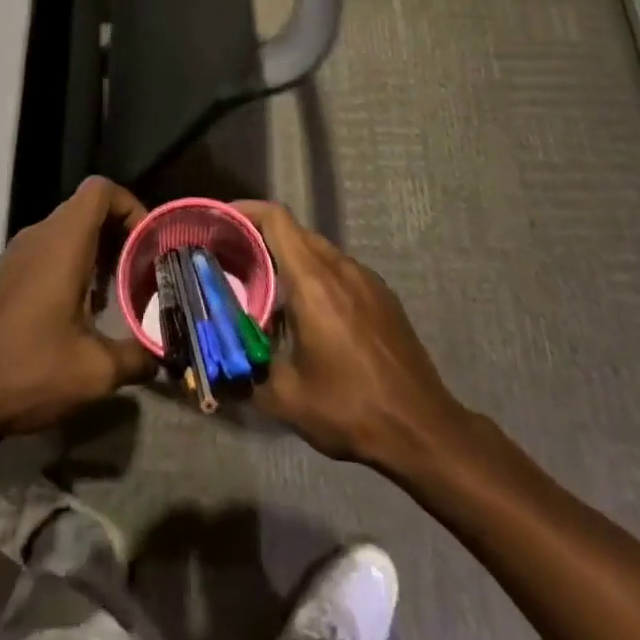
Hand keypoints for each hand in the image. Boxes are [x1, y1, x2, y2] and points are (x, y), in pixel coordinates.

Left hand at [0, 177, 156, 442]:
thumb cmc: (29, 371)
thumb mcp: (95, 372)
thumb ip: (137, 357)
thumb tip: (162, 356)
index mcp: (62, 242)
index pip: (101, 190)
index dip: (130, 205)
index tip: (147, 242)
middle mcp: (38, 236)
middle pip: (87, 209)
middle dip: (119, 234)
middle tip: (139, 272)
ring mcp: (16, 254)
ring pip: (67, 231)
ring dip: (96, 252)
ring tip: (114, 295)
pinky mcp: (3, 275)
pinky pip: (47, 251)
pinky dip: (71, 265)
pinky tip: (78, 313)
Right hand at [238, 200, 468, 470]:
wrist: (423, 429)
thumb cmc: (350, 408)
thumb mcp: (285, 397)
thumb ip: (245, 370)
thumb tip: (216, 361)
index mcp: (313, 281)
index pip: (276, 219)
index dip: (246, 211)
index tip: (221, 221)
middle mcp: (341, 268)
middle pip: (295, 233)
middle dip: (262, 239)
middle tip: (235, 261)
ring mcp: (367, 279)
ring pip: (319, 252)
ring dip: (291, 261)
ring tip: (268, 290)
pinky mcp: (383, 296)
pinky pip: (340, 271)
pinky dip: (316, 277)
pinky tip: (309, 314)